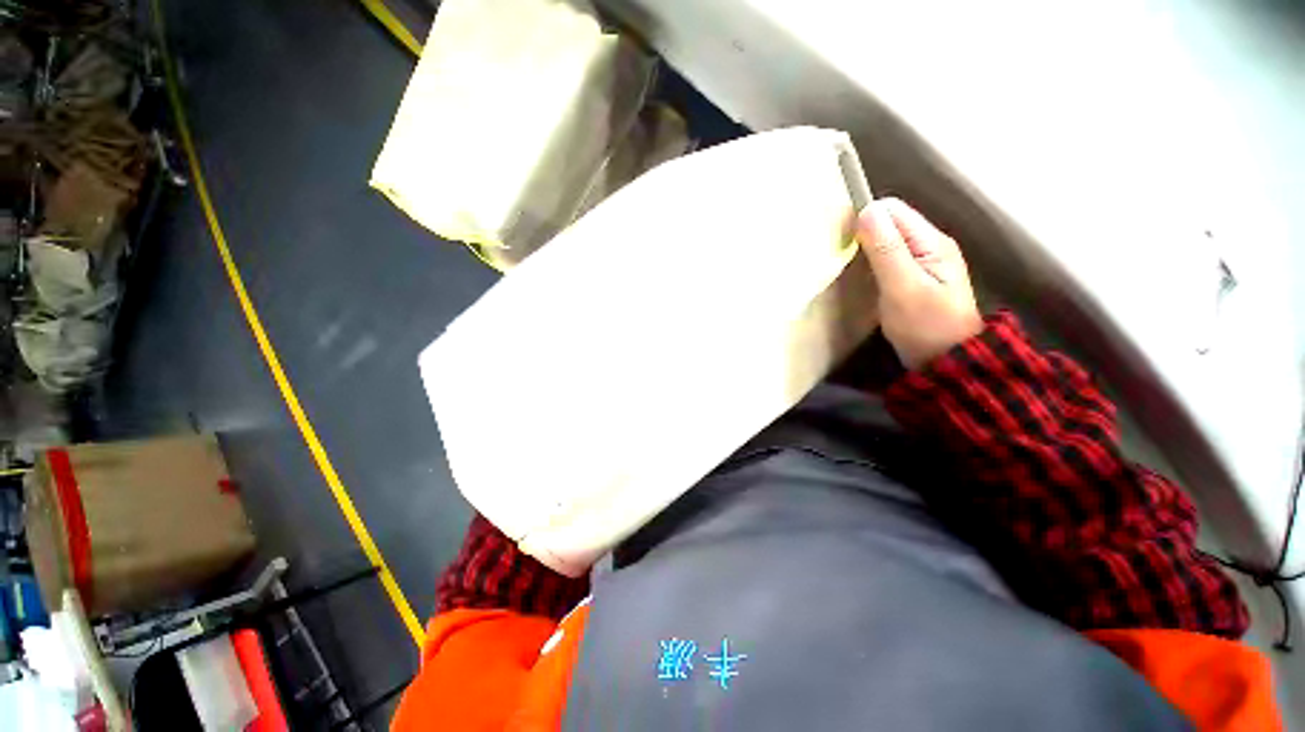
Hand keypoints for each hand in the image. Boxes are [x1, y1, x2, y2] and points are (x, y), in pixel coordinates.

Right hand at [856, 198, 982, 368]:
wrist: (946, 360)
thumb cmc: (925, 325)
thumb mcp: (903, 288)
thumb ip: (886, 250)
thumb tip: (866, 211)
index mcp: (931, 241)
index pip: (893, 209)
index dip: (865, 218)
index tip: (842, 241)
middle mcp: (929, 243)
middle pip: (890, 221)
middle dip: (863, 232)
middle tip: (841, 256)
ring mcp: (923, 260)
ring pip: (887, 239)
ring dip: (865, 246)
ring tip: (847, 265)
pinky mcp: (914, 275)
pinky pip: (887, 256)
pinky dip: (870, 260)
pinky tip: (862, 275)